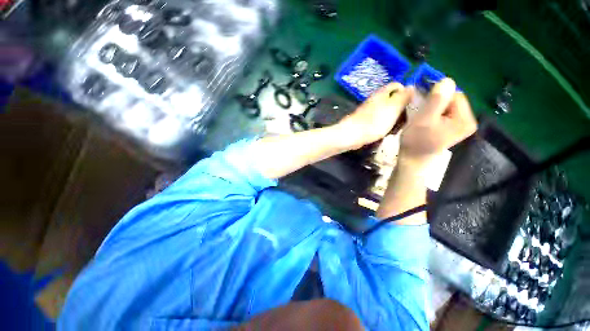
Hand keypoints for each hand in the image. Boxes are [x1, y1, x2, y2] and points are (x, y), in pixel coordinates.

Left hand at [337, 83, 413, 148]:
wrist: (352, 134)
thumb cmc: (375, 120)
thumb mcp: (394, 107)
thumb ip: (403, 96)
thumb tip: (411, 86)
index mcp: (381, 93)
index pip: (396, 85)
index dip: (406, 91)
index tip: (411, 104)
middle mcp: (373, 99)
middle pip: (390, 98)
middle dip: (399, 106)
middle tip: (405, 117)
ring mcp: (367, 111)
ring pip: (384, 109)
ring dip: (391, 116)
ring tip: (397, 126)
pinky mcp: (363, 121)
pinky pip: (377, 119)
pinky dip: (382, 123)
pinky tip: (385, 130)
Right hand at [400, 78, 476, 168]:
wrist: (413, 159)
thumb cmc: (416, 141)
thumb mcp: (424, 119)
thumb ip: (436, 100)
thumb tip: (447, 80)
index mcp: (465, 119)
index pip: (454, 95)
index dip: (437, 96)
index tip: (423, 103)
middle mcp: (467, 121)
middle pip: (452, 100)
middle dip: (435, 102)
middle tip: (421, 112)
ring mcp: (460, 125)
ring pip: (447, 106)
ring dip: (433, 107)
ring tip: (422, 118)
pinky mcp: (452, 127)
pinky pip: (445, 112)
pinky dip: (434, 112)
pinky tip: (425, 120)